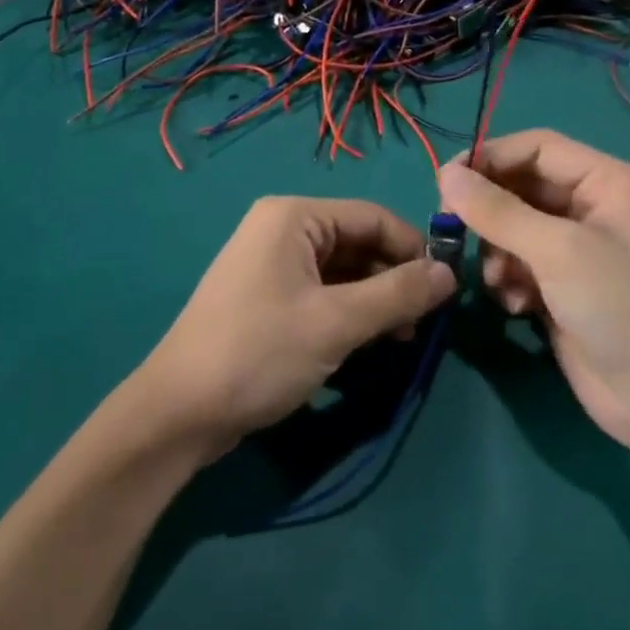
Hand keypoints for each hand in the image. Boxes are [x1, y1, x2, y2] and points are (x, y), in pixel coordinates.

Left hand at [133, 198, 454, 461]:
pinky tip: (367, 344)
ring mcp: (271, 264)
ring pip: (343, 272)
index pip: (373, 217)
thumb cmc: (259, 352)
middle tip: (422, 326)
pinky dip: (349, 314)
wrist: (179, 412)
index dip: (413, 249)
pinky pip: (322, 293)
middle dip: (393, 281)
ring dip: (375, 301)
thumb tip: (450, 273)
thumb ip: (397, 294)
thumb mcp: (336, 322)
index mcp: (294, 216)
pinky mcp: (267, 298)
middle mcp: (282, 229)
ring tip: (399, 340)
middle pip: (358, 243)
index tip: (446, 290)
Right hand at [438, 131, 629, 446]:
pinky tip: (514, 305)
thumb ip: (497, 211)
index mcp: (609, 182)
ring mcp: (580, 249)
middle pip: (523, 187)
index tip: (445, 180)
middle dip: (490, 211)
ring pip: (515, 227)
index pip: (538, 148)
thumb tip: (445, 174)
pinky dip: (509, 278)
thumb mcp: (557, 251)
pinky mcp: (565, 285)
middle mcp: (595, 207)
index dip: (491, 157)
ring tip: (498, 281)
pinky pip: (521, 263)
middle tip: (451, 228)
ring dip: (497, 251)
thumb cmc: (620, 307)